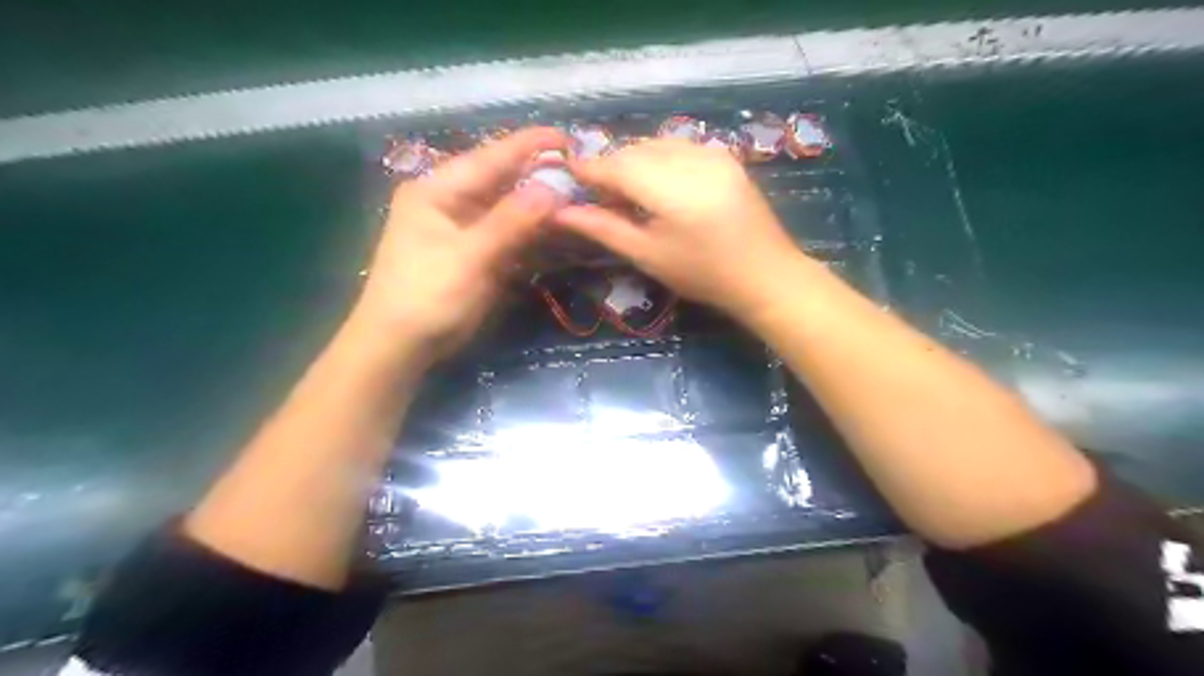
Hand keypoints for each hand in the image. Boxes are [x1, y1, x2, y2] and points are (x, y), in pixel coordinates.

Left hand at [354, 125, 569, 359]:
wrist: (400, 347)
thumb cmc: (427, 296)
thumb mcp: (469, 257)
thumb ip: (510, 221)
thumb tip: (552, 189)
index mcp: (439, 190)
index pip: (490, 157)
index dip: (530, 146)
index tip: (569, 138)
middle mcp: (452, 202)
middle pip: (503, 182)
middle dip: (541, 179)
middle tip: (584, 176)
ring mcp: (465, 229)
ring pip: (510, 210)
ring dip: (542, 209)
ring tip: (581, 201)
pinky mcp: (476, 254)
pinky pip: (510, 236)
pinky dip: (533, 235)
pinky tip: (560, 232)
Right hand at [558, 138, 808, 318]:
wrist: (765, 274)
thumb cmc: (702, 274)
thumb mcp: (647, 255)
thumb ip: (603, 228)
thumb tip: (561, 212)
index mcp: (672, 188)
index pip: (617, 165)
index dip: (588, 169)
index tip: (567, 177)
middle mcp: (693, 159)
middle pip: (635, 150)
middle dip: (611, 167)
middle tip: (597, 195)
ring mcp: (713, 153)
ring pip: (656, 145)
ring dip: (633, 161)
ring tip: (625, 193)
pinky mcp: (725, 156)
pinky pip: (678, 147)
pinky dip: (658, 159)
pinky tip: (656, 184)